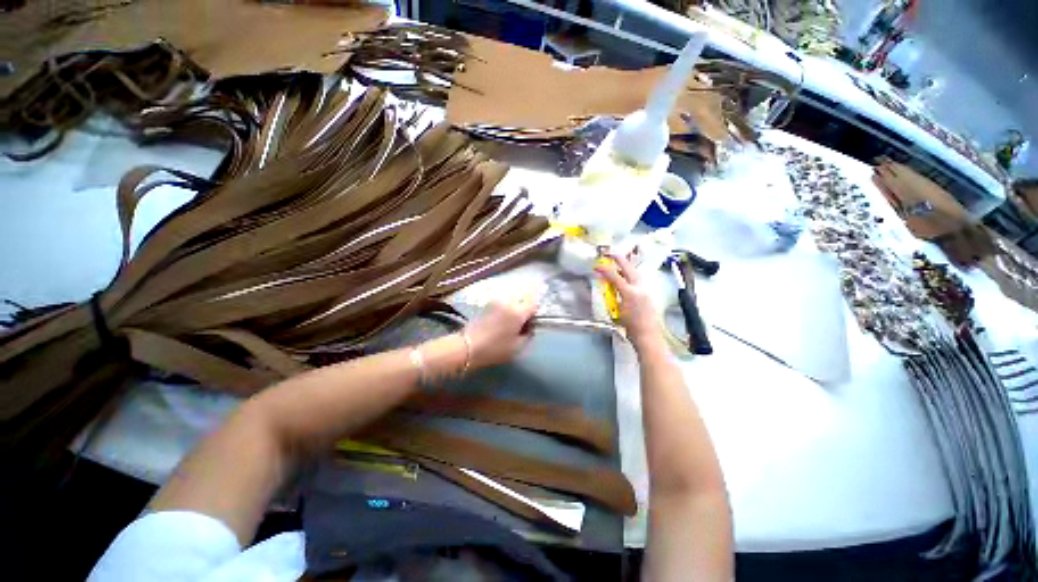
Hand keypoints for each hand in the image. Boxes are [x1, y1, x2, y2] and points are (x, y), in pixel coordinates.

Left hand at [464, 297, 538, 368]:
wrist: (467, 346)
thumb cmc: (494, 349)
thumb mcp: (517, 347)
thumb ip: (528, 335)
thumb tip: (530, 327)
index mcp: (518, 312)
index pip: (534, 303)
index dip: (536, 312)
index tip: (532, 322)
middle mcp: (508, 302)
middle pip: (523, 298)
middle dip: (526, 308)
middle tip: (523, 323)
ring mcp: (496, 301)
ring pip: (512, 300)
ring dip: (515, 308)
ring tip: (511, 324)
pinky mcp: (487, 304)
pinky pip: (503, 303)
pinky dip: (506, 309)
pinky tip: (501, 322)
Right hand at [596, 254, 660, 345]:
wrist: (647, 334)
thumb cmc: (629, 326)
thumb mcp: (616, 310)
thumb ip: (612, 296)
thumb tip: (608, 286)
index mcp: (629, 292)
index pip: (615, 276)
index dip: (604, 270)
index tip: (597, 266)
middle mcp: (639, 287)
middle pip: (629, 268)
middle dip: (619, 259)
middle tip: (610, 254)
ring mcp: (646, 289)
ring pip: (636, 272)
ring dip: (627, 265)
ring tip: (619, 262)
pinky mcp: (649, 293)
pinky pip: (640, 279)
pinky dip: (632, 274)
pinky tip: (628, 275)